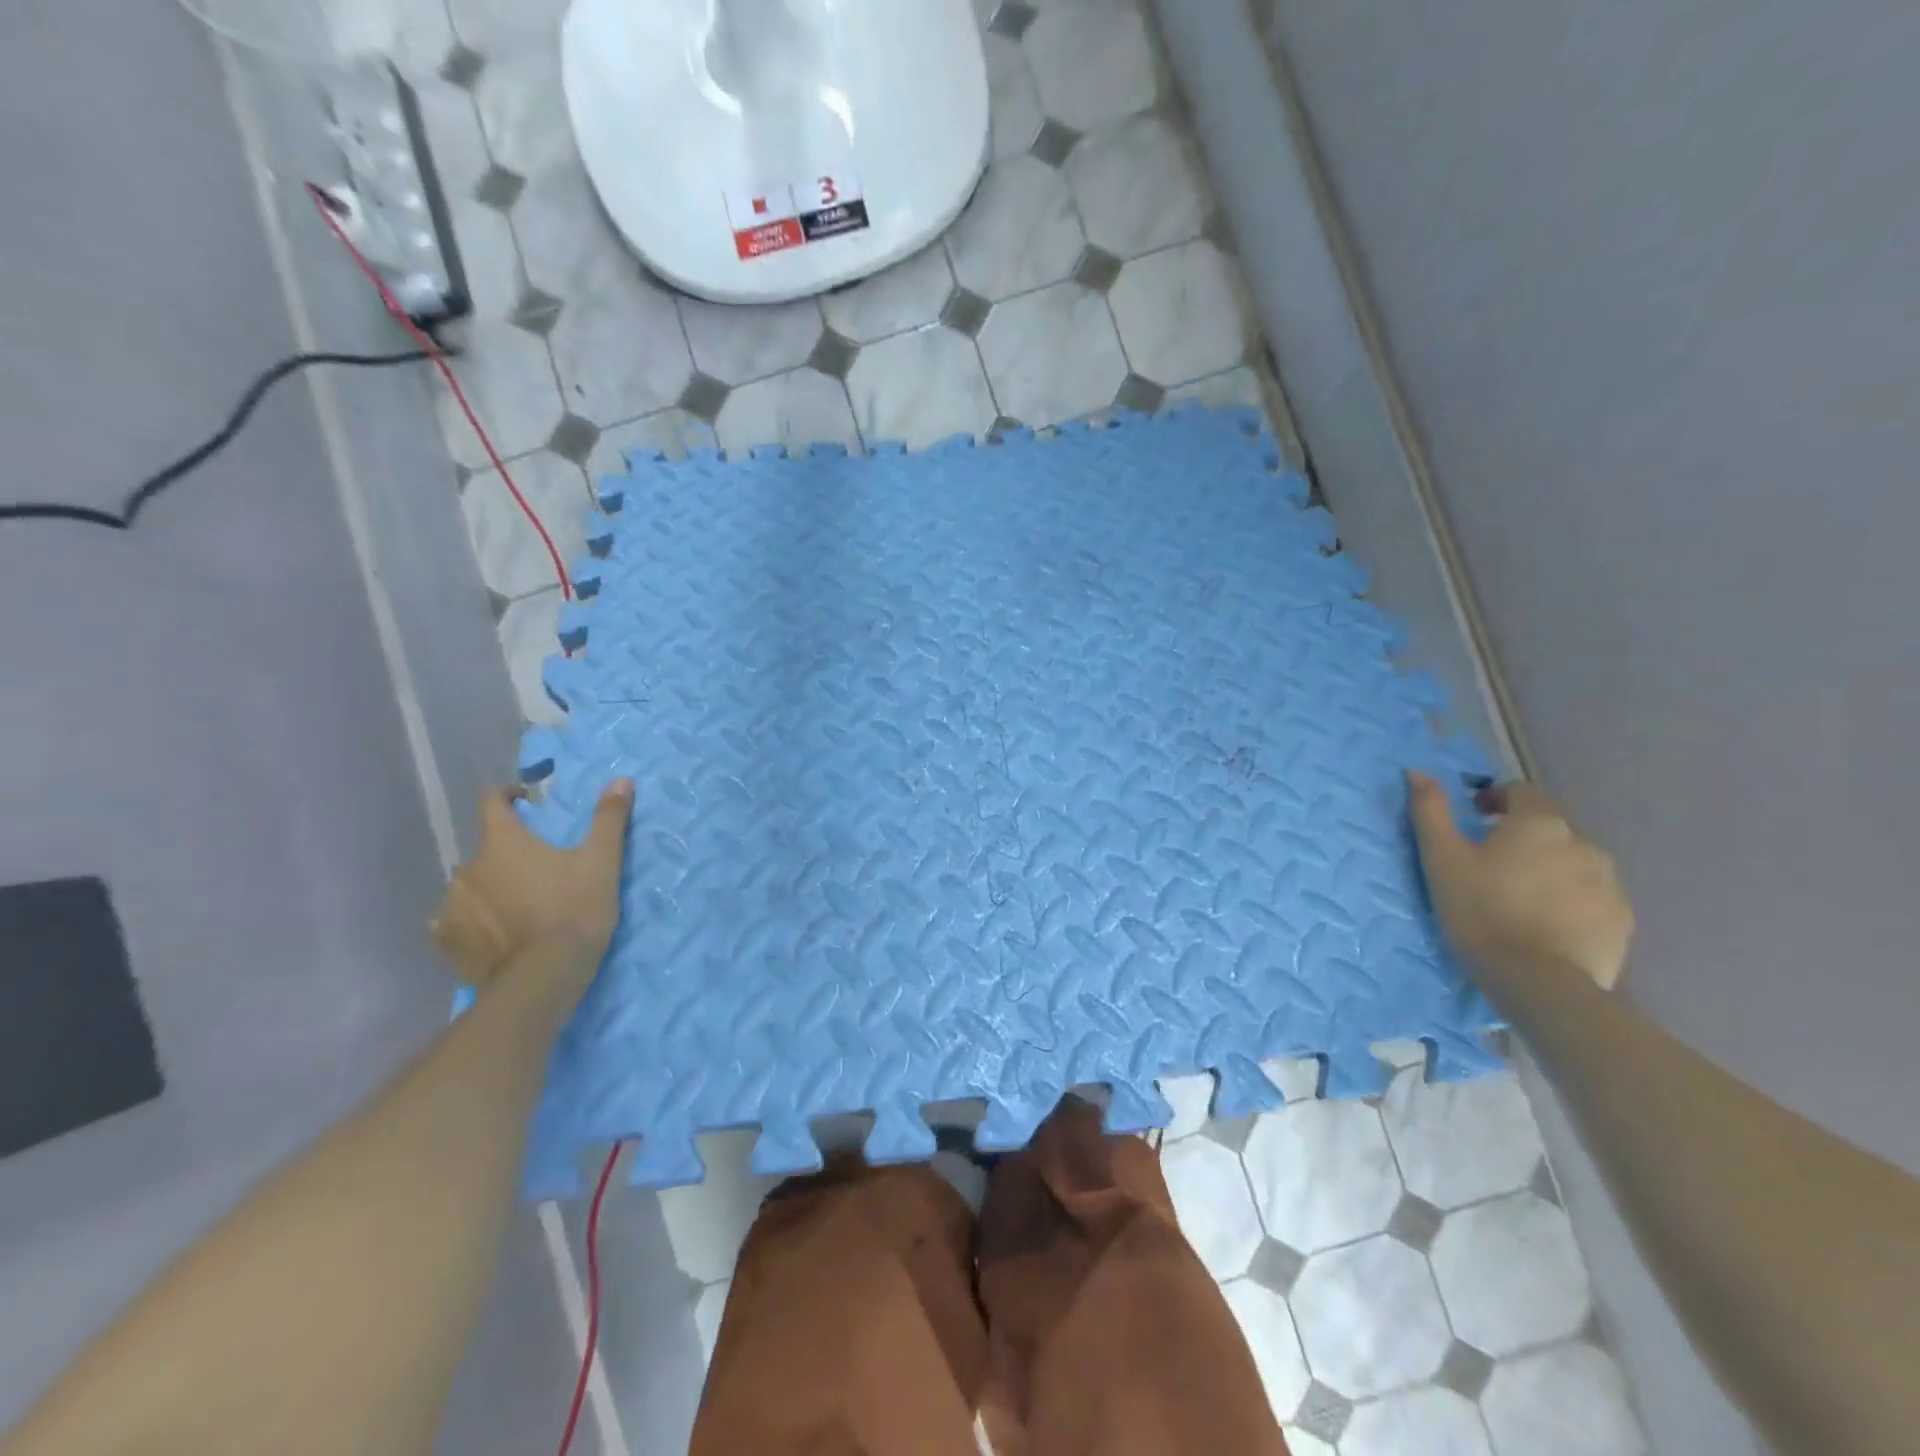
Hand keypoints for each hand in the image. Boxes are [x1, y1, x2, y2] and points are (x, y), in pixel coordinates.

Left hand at [431, 779, 633, 994]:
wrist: (543, 979)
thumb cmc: (574, 911)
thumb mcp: (602, 862)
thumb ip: (608, 819)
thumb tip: (621, 780)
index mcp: (503, 842)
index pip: (491, 801)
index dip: (508, 795)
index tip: (528, 803)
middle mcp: (468, 868)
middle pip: (485, 848)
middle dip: (508, 852)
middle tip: (538, 869)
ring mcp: (452, 906)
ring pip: (470, 885)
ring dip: (490, 887)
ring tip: (518, 905)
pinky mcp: (448, 942)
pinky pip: (453, 922)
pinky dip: (471, 920)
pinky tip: (490, 931)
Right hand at [1407, 772, 1633, 989]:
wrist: (1537, 981)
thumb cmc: (1480, 909)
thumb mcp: (1441, 858)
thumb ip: (1430, 810)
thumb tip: (1417, 771)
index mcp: (1540, 822)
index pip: (1523, 791)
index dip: (1497, 799)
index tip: (1475, 820)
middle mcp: (1584, 842)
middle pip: (1551, 828)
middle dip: (1524, 838)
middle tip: (1492, 866)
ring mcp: (1611, 883)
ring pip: (1575, 862)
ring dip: (1550, 869)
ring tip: (1520, 899)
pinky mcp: (1622, 920)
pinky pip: (1593, 897)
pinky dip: (1571, 900)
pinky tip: (1546, 924)